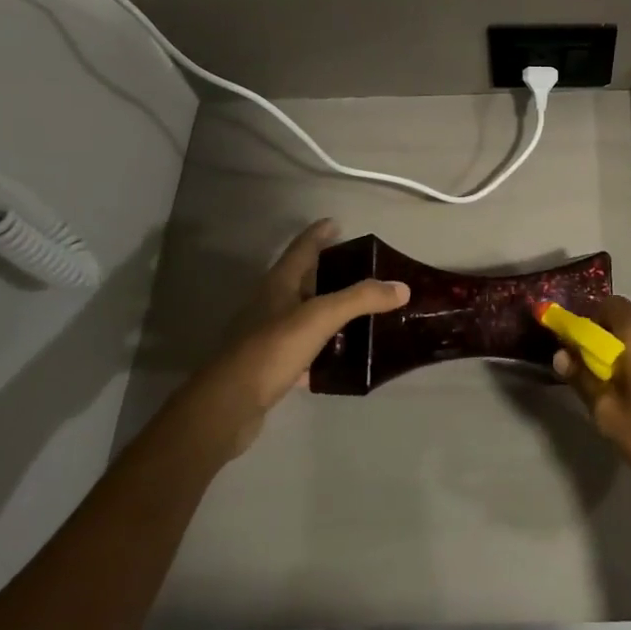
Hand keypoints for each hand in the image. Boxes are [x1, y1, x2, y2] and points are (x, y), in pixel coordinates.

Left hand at [187, 219, 406, 456]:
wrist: (228, 406)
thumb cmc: (272, 349)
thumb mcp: (321, 317)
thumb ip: (361, 299)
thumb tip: (402, 287)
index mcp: (279, 283)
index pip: (302, 248)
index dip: (319, 234)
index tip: (337, 223)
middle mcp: (271, 303)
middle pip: (302, 279)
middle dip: (328, 271)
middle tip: (361, 268)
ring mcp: (267, 335)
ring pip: (303, 314)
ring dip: (327, 309)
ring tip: (359, 310)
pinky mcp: (269, 365)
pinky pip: (302, 348)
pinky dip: (322, 347)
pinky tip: (341, 356)